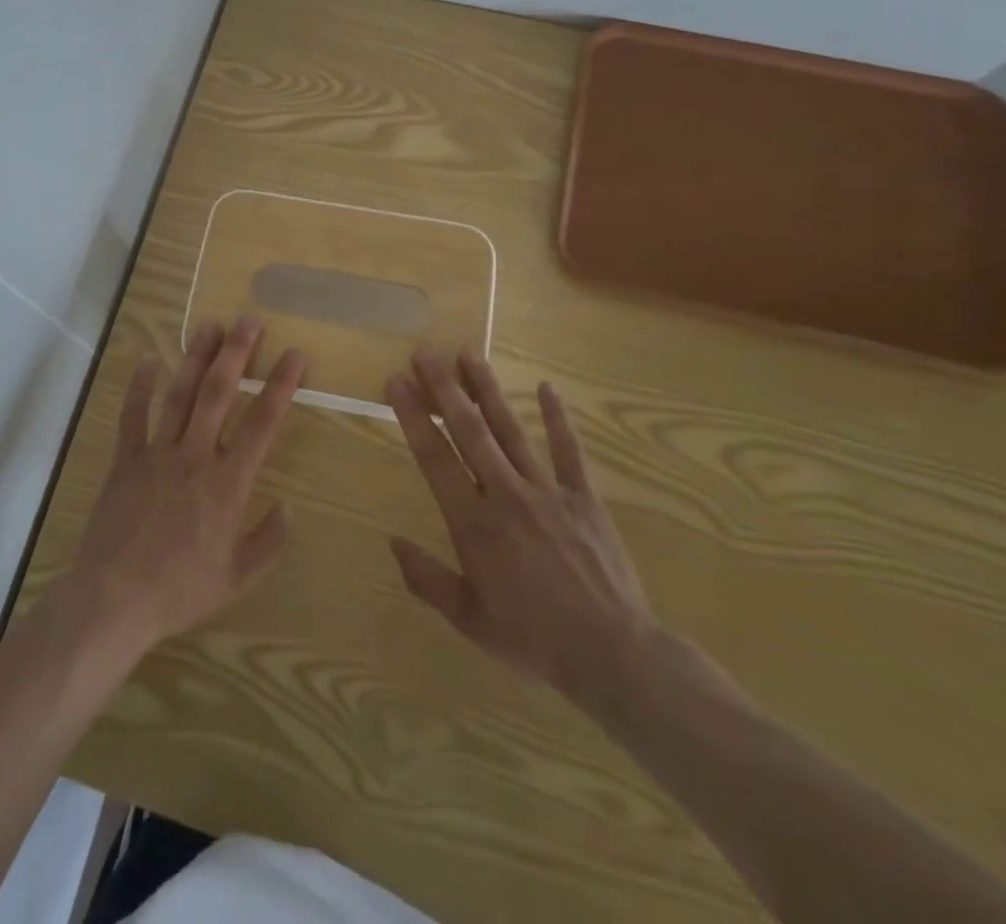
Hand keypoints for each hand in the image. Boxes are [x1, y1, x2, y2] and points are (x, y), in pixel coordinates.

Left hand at [64, 317, 306, 655]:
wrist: (114, 599)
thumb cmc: (180, 590)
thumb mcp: (238, 577)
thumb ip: (269, 541)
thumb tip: (288, 507)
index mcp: (228, 483)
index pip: (262, 423)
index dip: (281, 385)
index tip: (294, 355)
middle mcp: (195, 456)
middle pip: (219, 393)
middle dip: (236, 353)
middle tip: (248, 320)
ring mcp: (157, 453)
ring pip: (180, 394)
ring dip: (196, 358)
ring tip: (209, 325)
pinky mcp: (126, 460)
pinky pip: (133, 415)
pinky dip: (139, 386)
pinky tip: (147, 360)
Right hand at [385, 349, 658, 725]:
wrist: (612, 654)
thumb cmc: (533, 639)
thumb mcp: (469, 619)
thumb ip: (427, 578)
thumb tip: (393, 542)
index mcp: (473, 522)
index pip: (434, 456)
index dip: (413, 415)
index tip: (396, 381)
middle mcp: (505, 493)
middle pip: (469, 430)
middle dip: (444, 387)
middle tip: (426, 351)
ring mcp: (547, 491)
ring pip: (510, 429)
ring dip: (487, 389)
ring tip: (469, 353)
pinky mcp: (584, 497)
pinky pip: (569, 451)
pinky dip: (558, 418)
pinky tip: (547, 387)